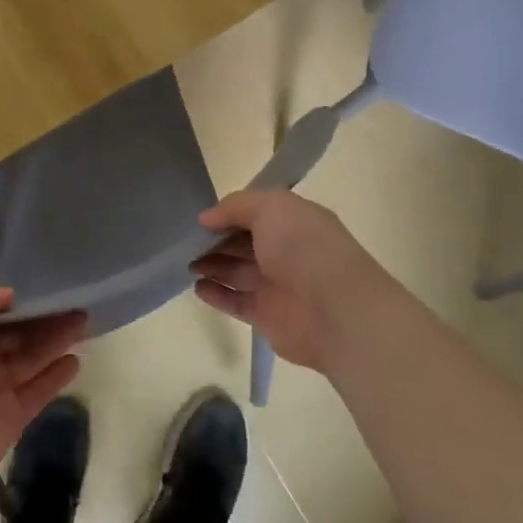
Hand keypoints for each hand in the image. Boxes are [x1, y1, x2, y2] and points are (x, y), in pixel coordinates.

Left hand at [0, 284, 86, 511]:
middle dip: (44, 317)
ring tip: (85, 320)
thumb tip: (8, 295)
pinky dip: (56, 376)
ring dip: (57, 340)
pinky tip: (75, 359)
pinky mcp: (11, 418)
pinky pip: (38, 392)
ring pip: (32, 358)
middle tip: (76, 301)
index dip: (16, 301)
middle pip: (16, 333)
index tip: (44, 285)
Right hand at [192, 190, 398, 374]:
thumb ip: (235, 206)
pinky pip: (236, 302)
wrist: (336, 311)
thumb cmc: (304, 248)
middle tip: (185, 242)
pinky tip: (197, 287)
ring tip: (186, 263)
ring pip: (238, 272)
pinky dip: (217, 294)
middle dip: (216, 241)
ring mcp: (278, 285)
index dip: (229, 214)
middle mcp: (287, 251)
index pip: (257, 213)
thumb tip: (206, 218)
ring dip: (212, 266)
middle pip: (244, 243)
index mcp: (294, 222)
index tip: (202, 218)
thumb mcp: (270, 207)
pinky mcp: (268, 316)